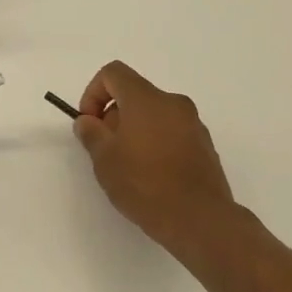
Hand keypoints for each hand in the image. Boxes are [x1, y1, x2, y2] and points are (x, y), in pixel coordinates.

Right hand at [73, 61, 237, 256]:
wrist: (199, 218)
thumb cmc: (145, 183)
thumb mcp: (105, 159)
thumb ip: (91, 133)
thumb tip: (88, 120)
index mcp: (146, 99)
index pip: (113, 73)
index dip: (93, 93)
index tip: (90, 123)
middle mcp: (172, 103)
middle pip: (134, 94)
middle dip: (113, 115)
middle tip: (105, 149)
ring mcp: (193, 123)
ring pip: (153, 114)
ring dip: (134, 130)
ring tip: (127, 165)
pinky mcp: (204, 144)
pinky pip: (171, 131)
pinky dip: (155, 141)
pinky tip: (151, 174)